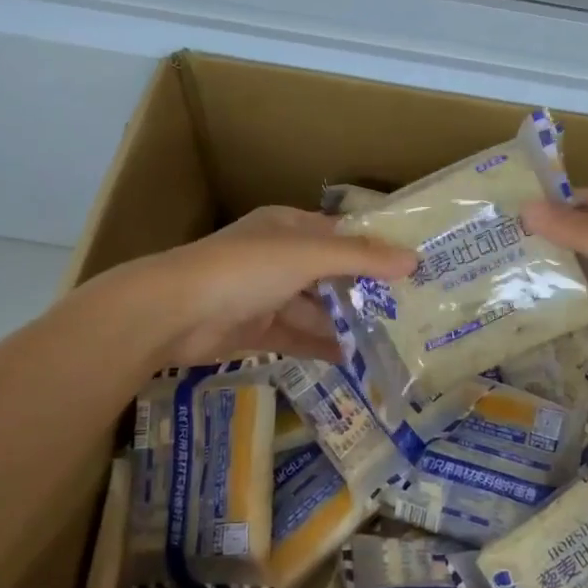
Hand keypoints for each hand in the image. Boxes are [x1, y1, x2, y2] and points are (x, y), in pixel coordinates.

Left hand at [115, 206, 416, 365]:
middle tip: (409, 310)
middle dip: (365, 291)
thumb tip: (414, 259)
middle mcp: (278, 257)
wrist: (173, 312)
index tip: (412, 266)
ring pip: (316, 308)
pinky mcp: (255, 329)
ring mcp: (265, 295)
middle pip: (331, 274)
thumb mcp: (308, 255)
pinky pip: (297, 336)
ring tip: (390, 341)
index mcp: (288, 227)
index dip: (374, 248)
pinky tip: (354, 360)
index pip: (340, 234)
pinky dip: (322, 346)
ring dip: (346, 323)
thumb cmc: (245, 268)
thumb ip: (361, 257)